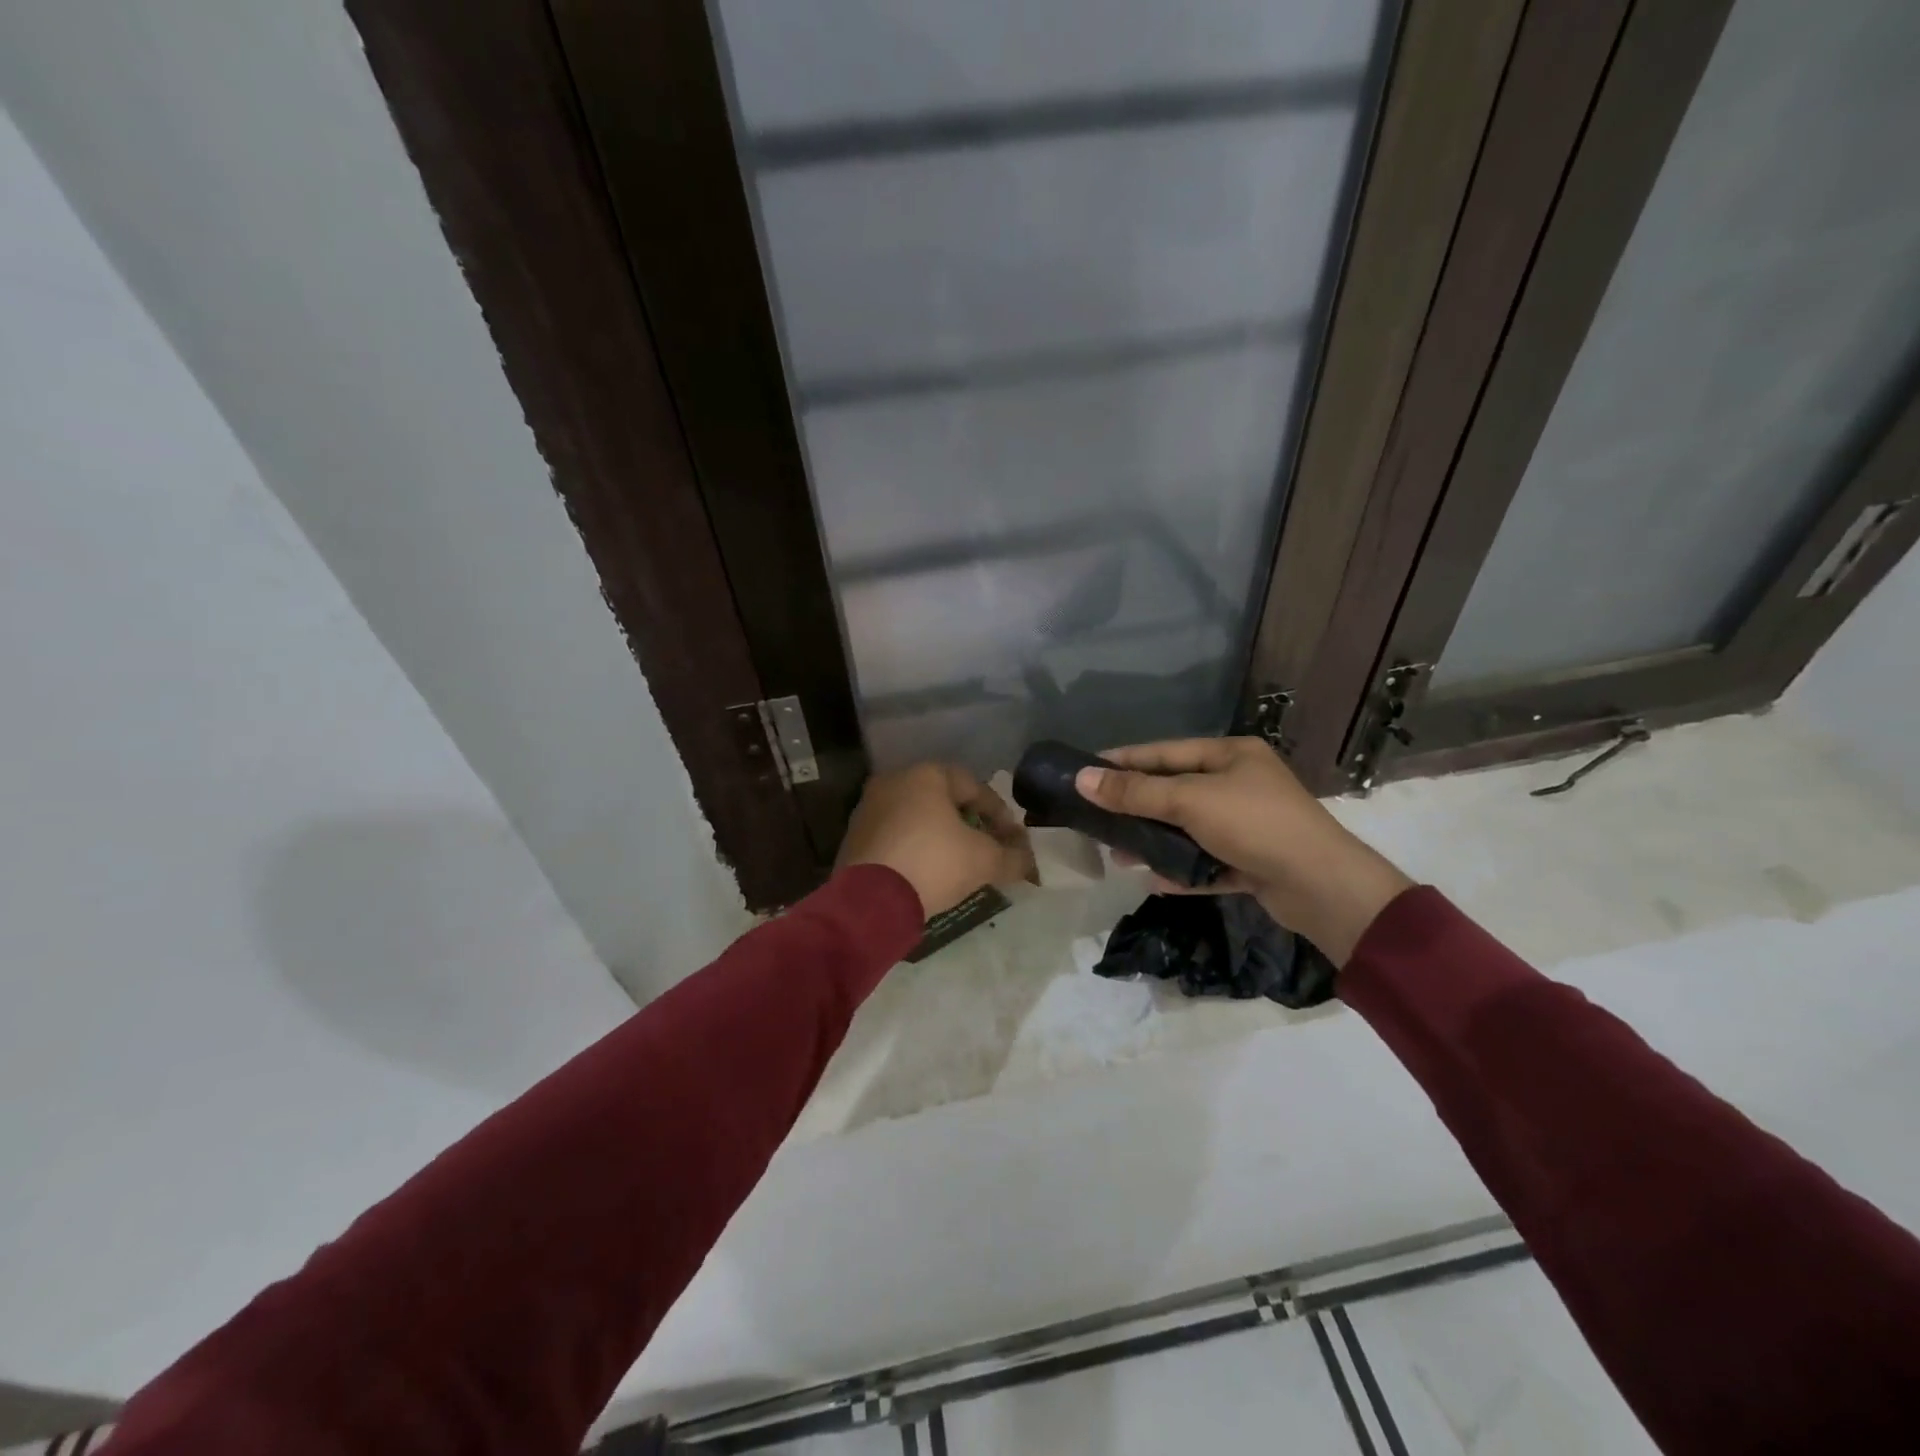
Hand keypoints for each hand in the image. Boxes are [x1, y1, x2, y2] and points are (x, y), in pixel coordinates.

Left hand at [838, 763, 1036, 917]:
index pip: (974, 786)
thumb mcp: (985, 861)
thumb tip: (1028, 861)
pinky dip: (915, 848)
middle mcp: (893, 782)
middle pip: (943, 800)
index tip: (1012, 839)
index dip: (999, 813)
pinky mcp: (854, 837)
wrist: (870, 901)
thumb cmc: (934, 864)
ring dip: (941, 836)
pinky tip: (927, 873)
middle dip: (969, 823)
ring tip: (959, 864)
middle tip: (987, 848)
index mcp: (925, 775)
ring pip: (917, 818)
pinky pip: (896, 837)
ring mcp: (869, 809)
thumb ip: (1013, 857)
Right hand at [1074, 737, 1412, 963]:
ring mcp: (1248, 825)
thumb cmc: (1254, 824)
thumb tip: (1081, 778)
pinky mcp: (1253, 862)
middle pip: (1174, 792)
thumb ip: (1135, 792)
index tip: (1086, 770)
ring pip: (1188, 830)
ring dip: (1155, 842)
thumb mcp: (1189, 801)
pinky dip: (1181, 871)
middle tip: (1096, 818)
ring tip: (1119, 855)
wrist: (1322, 886)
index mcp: (1231, 755)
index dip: (1124, 760)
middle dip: (1136, 807)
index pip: (1165, 752)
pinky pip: (1206, 862)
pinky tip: (1154, 881)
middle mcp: (1240, 784)